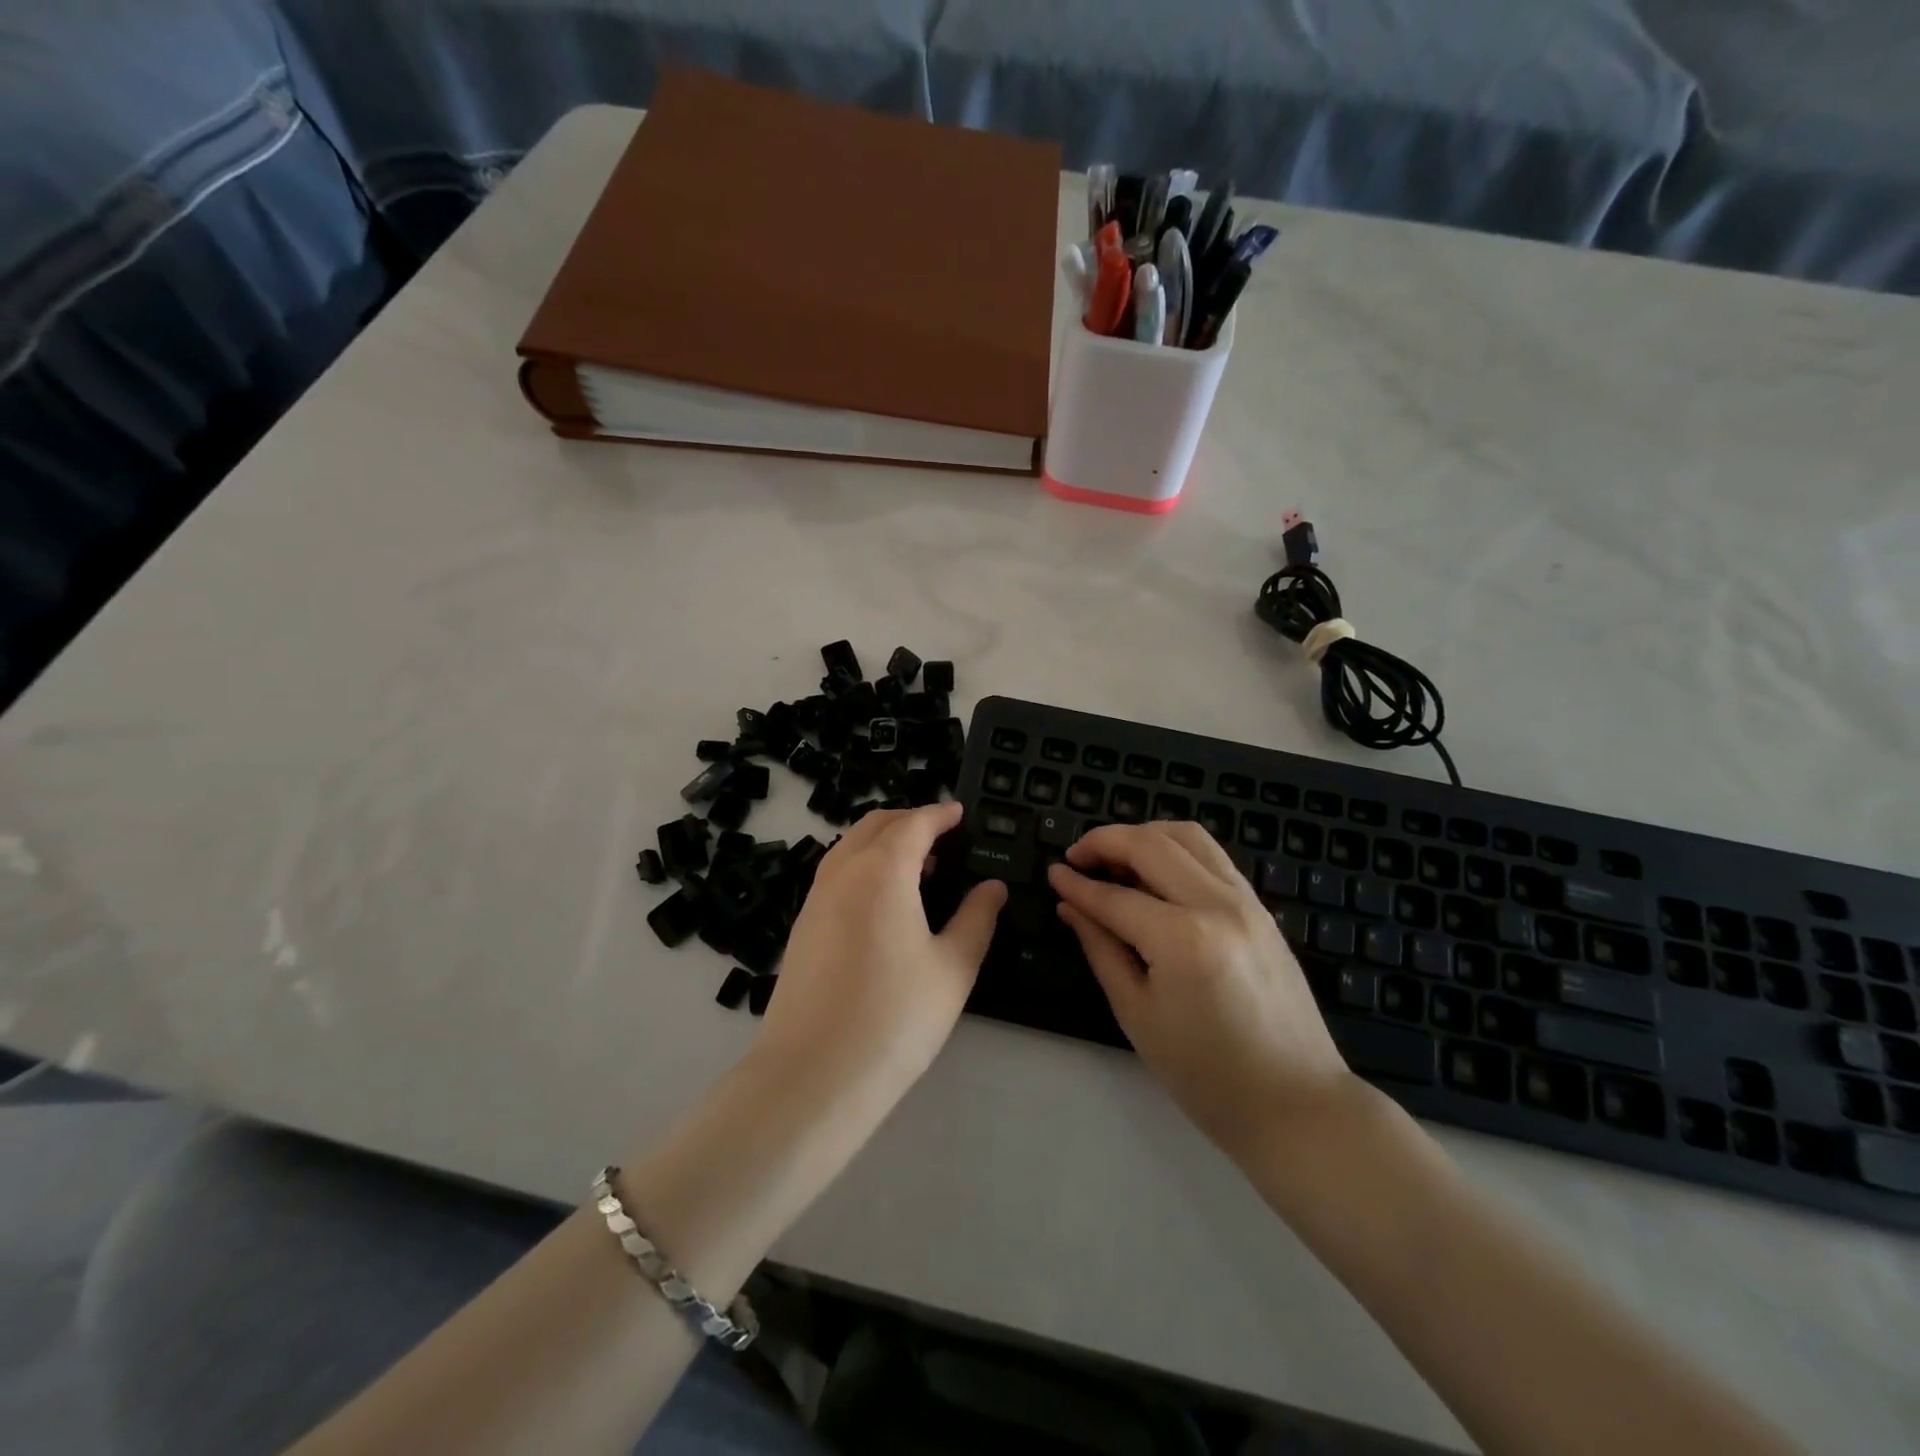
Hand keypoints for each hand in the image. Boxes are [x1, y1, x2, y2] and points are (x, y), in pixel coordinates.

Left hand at [758, 803, 1006, 1102]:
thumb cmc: (895, 1017)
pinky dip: (863, 865)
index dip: (940, 813)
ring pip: (850, 846)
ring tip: (916, 866)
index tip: (959, 812)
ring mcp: (815, 898)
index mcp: (883, 870)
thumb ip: (976, 918)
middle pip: (876, 824)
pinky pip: (835, 873)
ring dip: (883, 841)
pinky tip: (882, 901)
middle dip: (909, 819)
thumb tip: (993, 886)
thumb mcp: (953, 968)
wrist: (812, 1075)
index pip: (914, 823)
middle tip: (941, 835)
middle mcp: (843, 872)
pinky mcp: (801, 926)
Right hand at [1048, 821, 1358, 1158]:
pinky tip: (1156, 871)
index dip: (1077, 884)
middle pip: (1150, 845)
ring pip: (1187, 835)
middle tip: (1076, 857)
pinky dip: (1176, 848)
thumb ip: (1101, 948)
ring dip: (1143, 835)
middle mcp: (1217, 904)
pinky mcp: (1261, 907)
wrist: (1296, 1103)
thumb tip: (1070, 906)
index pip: (1115, 897)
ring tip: (1116, 857)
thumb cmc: (1206, 1074)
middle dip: (1105, 841)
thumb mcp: (1137, 1014)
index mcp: (1182, 939)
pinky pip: (1212, 856)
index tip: (1052, 872)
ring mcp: (1246, 901)